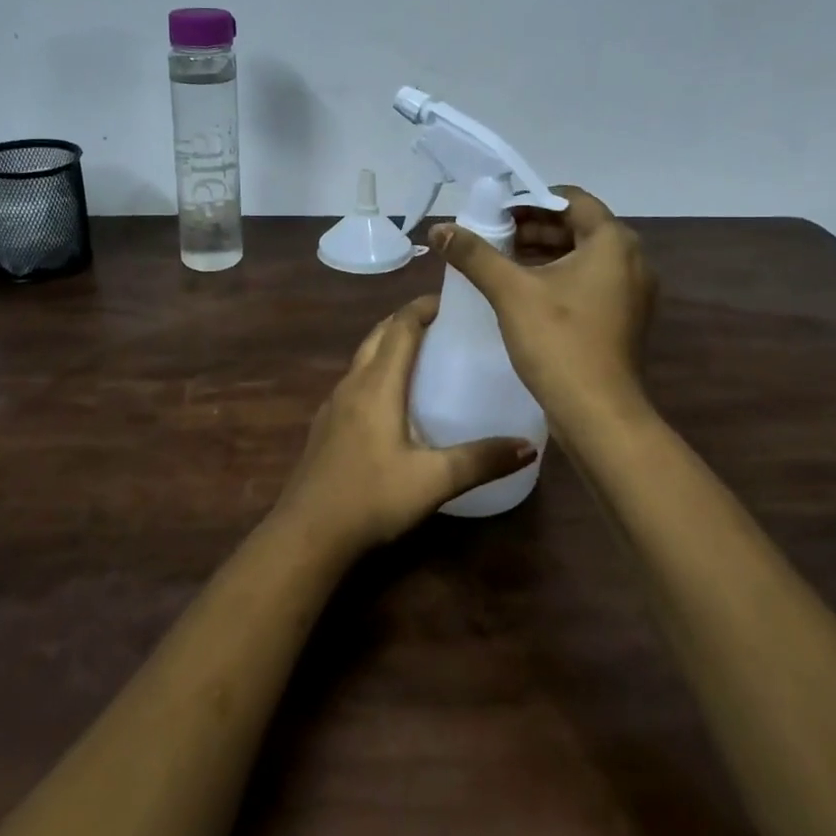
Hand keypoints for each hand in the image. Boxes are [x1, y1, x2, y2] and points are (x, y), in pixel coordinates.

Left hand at [274, 296, 537, 556]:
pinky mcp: (325, 425)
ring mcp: (334, 404)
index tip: (453, 301)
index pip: (401, 326)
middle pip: (380, 334)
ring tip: (424, 355)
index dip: (424, 307)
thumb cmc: (371, 497)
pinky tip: (393, 401)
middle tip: (443, 324)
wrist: (307, 534)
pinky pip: (355, 382)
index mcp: (378, 384)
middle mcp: (353, 383)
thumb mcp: (433, 481)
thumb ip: (481, 461)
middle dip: (408, 320)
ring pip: (364, 357)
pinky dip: (377, 372)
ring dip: (390, 344)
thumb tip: (529, 446)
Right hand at [430, 186, 656, 434]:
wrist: (598, 415)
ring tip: (500, 261)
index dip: (530, 200)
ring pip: (583, 255)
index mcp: (613, 242)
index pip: (571, 199)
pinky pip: (589, 281)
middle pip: (578, 226)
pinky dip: (558, 276)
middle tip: (492, 234)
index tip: (495, 210)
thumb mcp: (511, 292)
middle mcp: (632, 259)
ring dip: (544, 252)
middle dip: (533, 227)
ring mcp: (632, 291)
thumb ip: (474, 254)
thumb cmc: (558, 341)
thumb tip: (438, 229)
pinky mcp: (624, 317)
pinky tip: (524, 290)